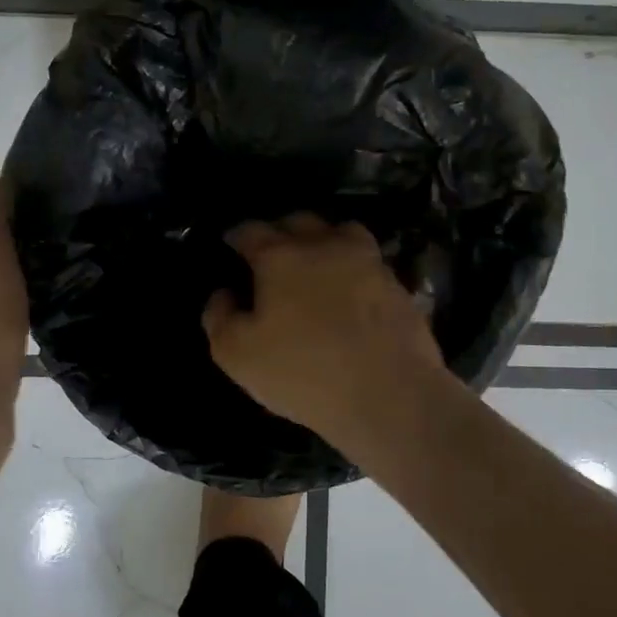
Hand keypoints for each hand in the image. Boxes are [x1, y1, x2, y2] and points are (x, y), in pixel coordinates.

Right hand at [203, 214, 446, 446]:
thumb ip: (219, 317)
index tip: (230, 245)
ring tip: (316, 264)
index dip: (236, 236)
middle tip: (271, 255)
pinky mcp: (397, 284)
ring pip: (341, 232)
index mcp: (280, 256)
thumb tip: (224, 293)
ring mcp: (367, 261)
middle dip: (280, 232)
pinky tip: (349, 292)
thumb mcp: (237, 354)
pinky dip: (353, 268)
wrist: (390, 396)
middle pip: (298, 221)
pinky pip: (368, 262)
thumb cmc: (303, 372)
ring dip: (323, 240)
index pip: (250, 230)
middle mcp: (324, 245)